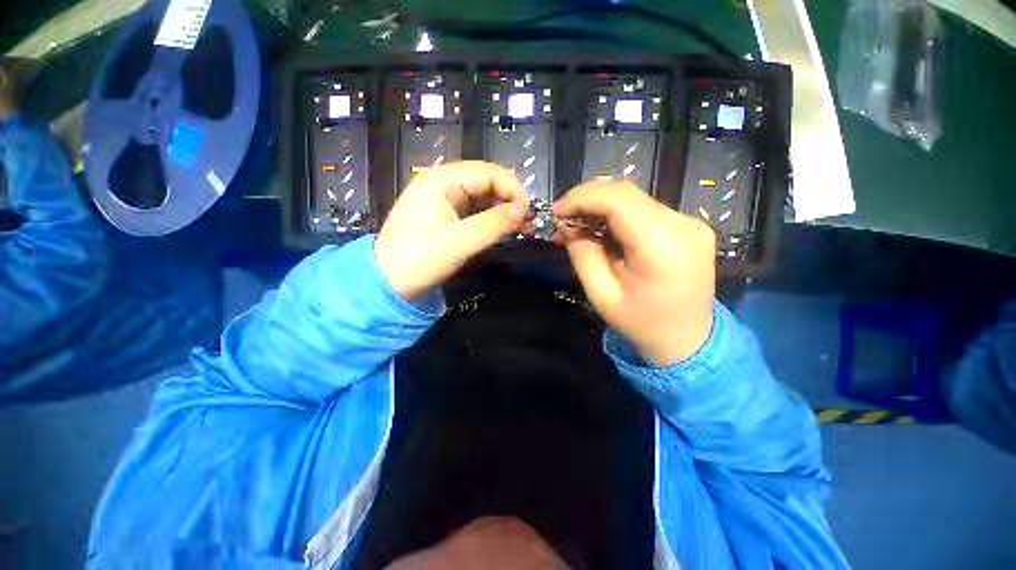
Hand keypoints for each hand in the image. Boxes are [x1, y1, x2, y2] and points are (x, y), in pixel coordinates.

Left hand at [376, 161, 528, 300]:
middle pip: (486, 182)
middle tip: (528, 223)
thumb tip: (524, 210)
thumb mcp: (460, 241)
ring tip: (521, 229)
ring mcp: (443, 200)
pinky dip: (491, 219)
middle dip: (510, 200)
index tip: (528, 213)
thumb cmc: (419, 259)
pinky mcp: (444, 216)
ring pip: (482, 197)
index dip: (513, 189)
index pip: (488, 172)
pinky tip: (502, 231)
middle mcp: (442, 183)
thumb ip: (494, 223)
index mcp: (441, 180)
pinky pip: (474, 211)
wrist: (388, 283)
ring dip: (503, 211)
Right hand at [554, 180, 716, 366]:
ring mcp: (692, 223)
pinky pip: (647, 210)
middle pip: (626, 193)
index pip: (616, 199)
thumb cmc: (640, 323)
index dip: (581, 198)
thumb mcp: (600, 293)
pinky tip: (604, 230)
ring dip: (602, 207)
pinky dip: (619, 215)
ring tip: (579, 226)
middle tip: (563, 219)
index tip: (556, 212)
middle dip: (588, 200)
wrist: (688, 341)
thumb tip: (567, 224)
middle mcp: (683, 225)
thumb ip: (582, 253)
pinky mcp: (692, 226)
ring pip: (635, 199)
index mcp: (661, 246)